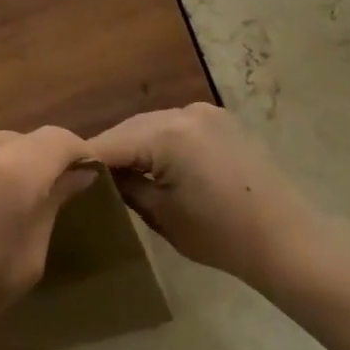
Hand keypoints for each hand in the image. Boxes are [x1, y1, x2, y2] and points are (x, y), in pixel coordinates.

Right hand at [90, 104, 326, 291]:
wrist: (285, 238)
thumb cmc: (220, 235)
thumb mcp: (161, 215)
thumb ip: (125, 186)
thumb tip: (102, 174)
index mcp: (167, 135)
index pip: (110, 143)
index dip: (85, 160)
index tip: (63, 176)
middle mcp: (184, 112)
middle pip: (130, 128)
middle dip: (110, 151)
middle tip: (88, 178)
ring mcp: (205, 112)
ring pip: (151, 125)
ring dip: (134, 144)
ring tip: (119, 173)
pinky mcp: (220, 120)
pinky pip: (175, 126)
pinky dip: (159, 141)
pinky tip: (154, 164)